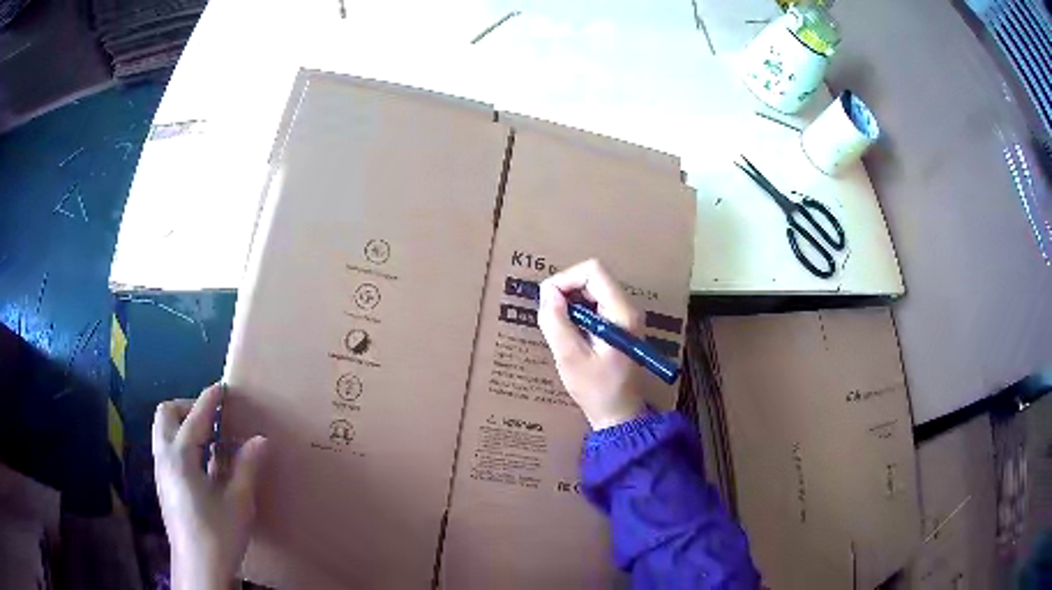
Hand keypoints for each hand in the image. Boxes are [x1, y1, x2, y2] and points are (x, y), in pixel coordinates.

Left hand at [152, 383, 267, 589]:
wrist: (199, 567)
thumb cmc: (218, 534)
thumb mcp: (239, 502)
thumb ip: (247, 467)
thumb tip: (260, 439)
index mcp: (181, 457)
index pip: (195, 417)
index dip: (209, 400)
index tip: (222, 388)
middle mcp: (165, 457)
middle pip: (166, 414)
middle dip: (186, 407)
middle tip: (211, 418)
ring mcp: (161, 471)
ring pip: (163, 431)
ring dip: (182, 424)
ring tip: (209, 439)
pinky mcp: (164, 485)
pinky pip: (167, 449)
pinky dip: (182, 443)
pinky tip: (203, 465)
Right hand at [538, 260, 645, 429]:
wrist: (620, 414)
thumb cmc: (596, 390)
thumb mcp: (570, 357)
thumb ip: (556, 322)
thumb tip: (546, 292)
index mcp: (621, 312)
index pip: (592, 271)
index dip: (565, 279)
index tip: (547, 301)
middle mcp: (627, 307)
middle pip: (593, 277)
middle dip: (566, 291)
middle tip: (550, 317)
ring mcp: (625, 316)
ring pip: (593, 290)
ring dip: (571, 303)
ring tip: (559, 328)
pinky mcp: (620, 325)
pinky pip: (596, 305)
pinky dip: (578, 312)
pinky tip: (570, 334)